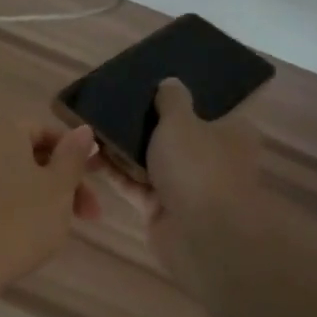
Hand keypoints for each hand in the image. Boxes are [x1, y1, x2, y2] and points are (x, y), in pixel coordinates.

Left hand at [0, 119, 99, 297]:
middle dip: (58, 183)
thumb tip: (83, 129)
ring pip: (4, 178)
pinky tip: (15, 237)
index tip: (92, 188)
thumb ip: (72, 156)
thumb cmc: (18, 223)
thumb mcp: (58, 189)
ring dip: (33, 198)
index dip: (75, 159)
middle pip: (24, 156)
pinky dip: (3, 209)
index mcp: (0, 130)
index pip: (45, 133)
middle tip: (84, 217)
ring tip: (52, 230)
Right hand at [98, 79, 262, 285]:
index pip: (206, 109)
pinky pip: (134, 184)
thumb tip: (170, 82)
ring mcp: (184, 185)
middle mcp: (209, 158)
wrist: (201, 234)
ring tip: (90, 126)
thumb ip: (172, 100)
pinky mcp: (161, 208)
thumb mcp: (181, 121)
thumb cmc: (198, 167)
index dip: (179, 97)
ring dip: (123, 148)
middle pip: (173, 135)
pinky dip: (115, 172)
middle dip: (143, 123)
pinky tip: (88, 155)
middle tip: (112, 103)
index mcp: (229, 132)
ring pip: (149, 160)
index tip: (149, 85)